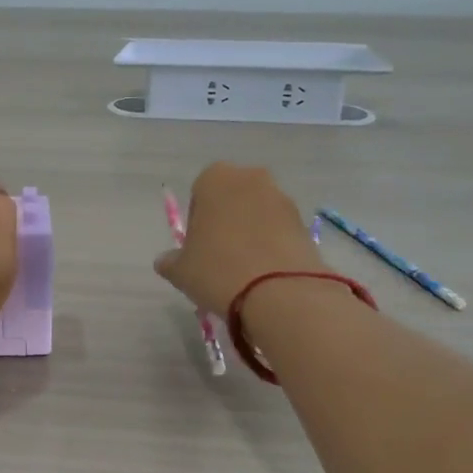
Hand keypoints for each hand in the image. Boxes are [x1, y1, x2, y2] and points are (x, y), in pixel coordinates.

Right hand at [154, 163, 324, 314]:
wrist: (280, 293)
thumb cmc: (217, 270)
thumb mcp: (180, 270)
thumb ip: (170, 261)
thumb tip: (166, 261)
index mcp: (215, 178)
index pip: (199, 193)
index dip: (197, 221)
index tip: (197, 248)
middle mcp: (251, 178)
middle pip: (232, 199)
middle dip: (226, 222)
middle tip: (219, 257)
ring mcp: (283, 198)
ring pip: (258, 213)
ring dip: (251, 233)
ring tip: (244, 270)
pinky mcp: (305, 222)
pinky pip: (279, 231)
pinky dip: (272, 246)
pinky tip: (265, 274)